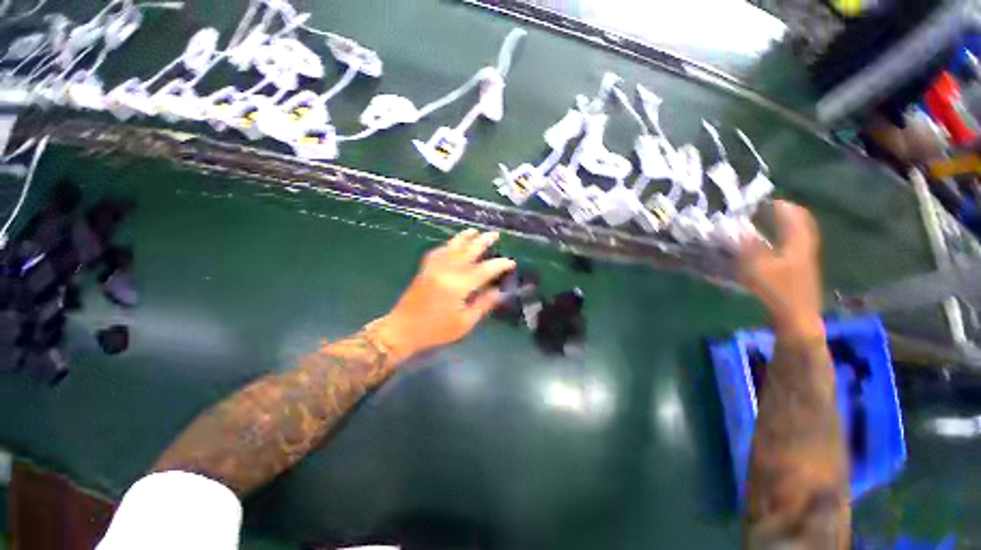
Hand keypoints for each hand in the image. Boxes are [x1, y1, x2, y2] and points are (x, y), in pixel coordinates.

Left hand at [370, 229, 515, 362]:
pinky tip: (452, 243)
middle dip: (483, 241)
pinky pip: (438, 251)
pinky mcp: (424, 268)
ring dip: (464, 237)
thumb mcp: (465, 322)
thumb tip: (498, 291)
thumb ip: (483, 304)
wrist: (402, 330)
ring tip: (474, 231)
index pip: (484, 270)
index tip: (511, 262)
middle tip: (494, 235)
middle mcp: (446, 271)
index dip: (499, 265)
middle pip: (468, 251)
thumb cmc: (436, 330)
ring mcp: (433, 267)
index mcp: (458, 285)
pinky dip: (448, 244)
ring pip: (452, 246)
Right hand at [738, 201, 824, 338]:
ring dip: (784, 225)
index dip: (779, 205)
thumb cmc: (778, 291)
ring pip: (798, 234)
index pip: (793, 215)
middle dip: (784, 213)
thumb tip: (732, 229)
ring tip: (767, 223)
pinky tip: (770, 244)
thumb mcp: (757, 267)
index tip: (760, 201)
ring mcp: (805, 259)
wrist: (797, 317)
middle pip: (800, 222)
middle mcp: (805, 246)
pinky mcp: (800, 269)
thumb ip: (745, 246)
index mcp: (798, 243)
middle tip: (766, 209)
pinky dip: (783, 238)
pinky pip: (794, 245)